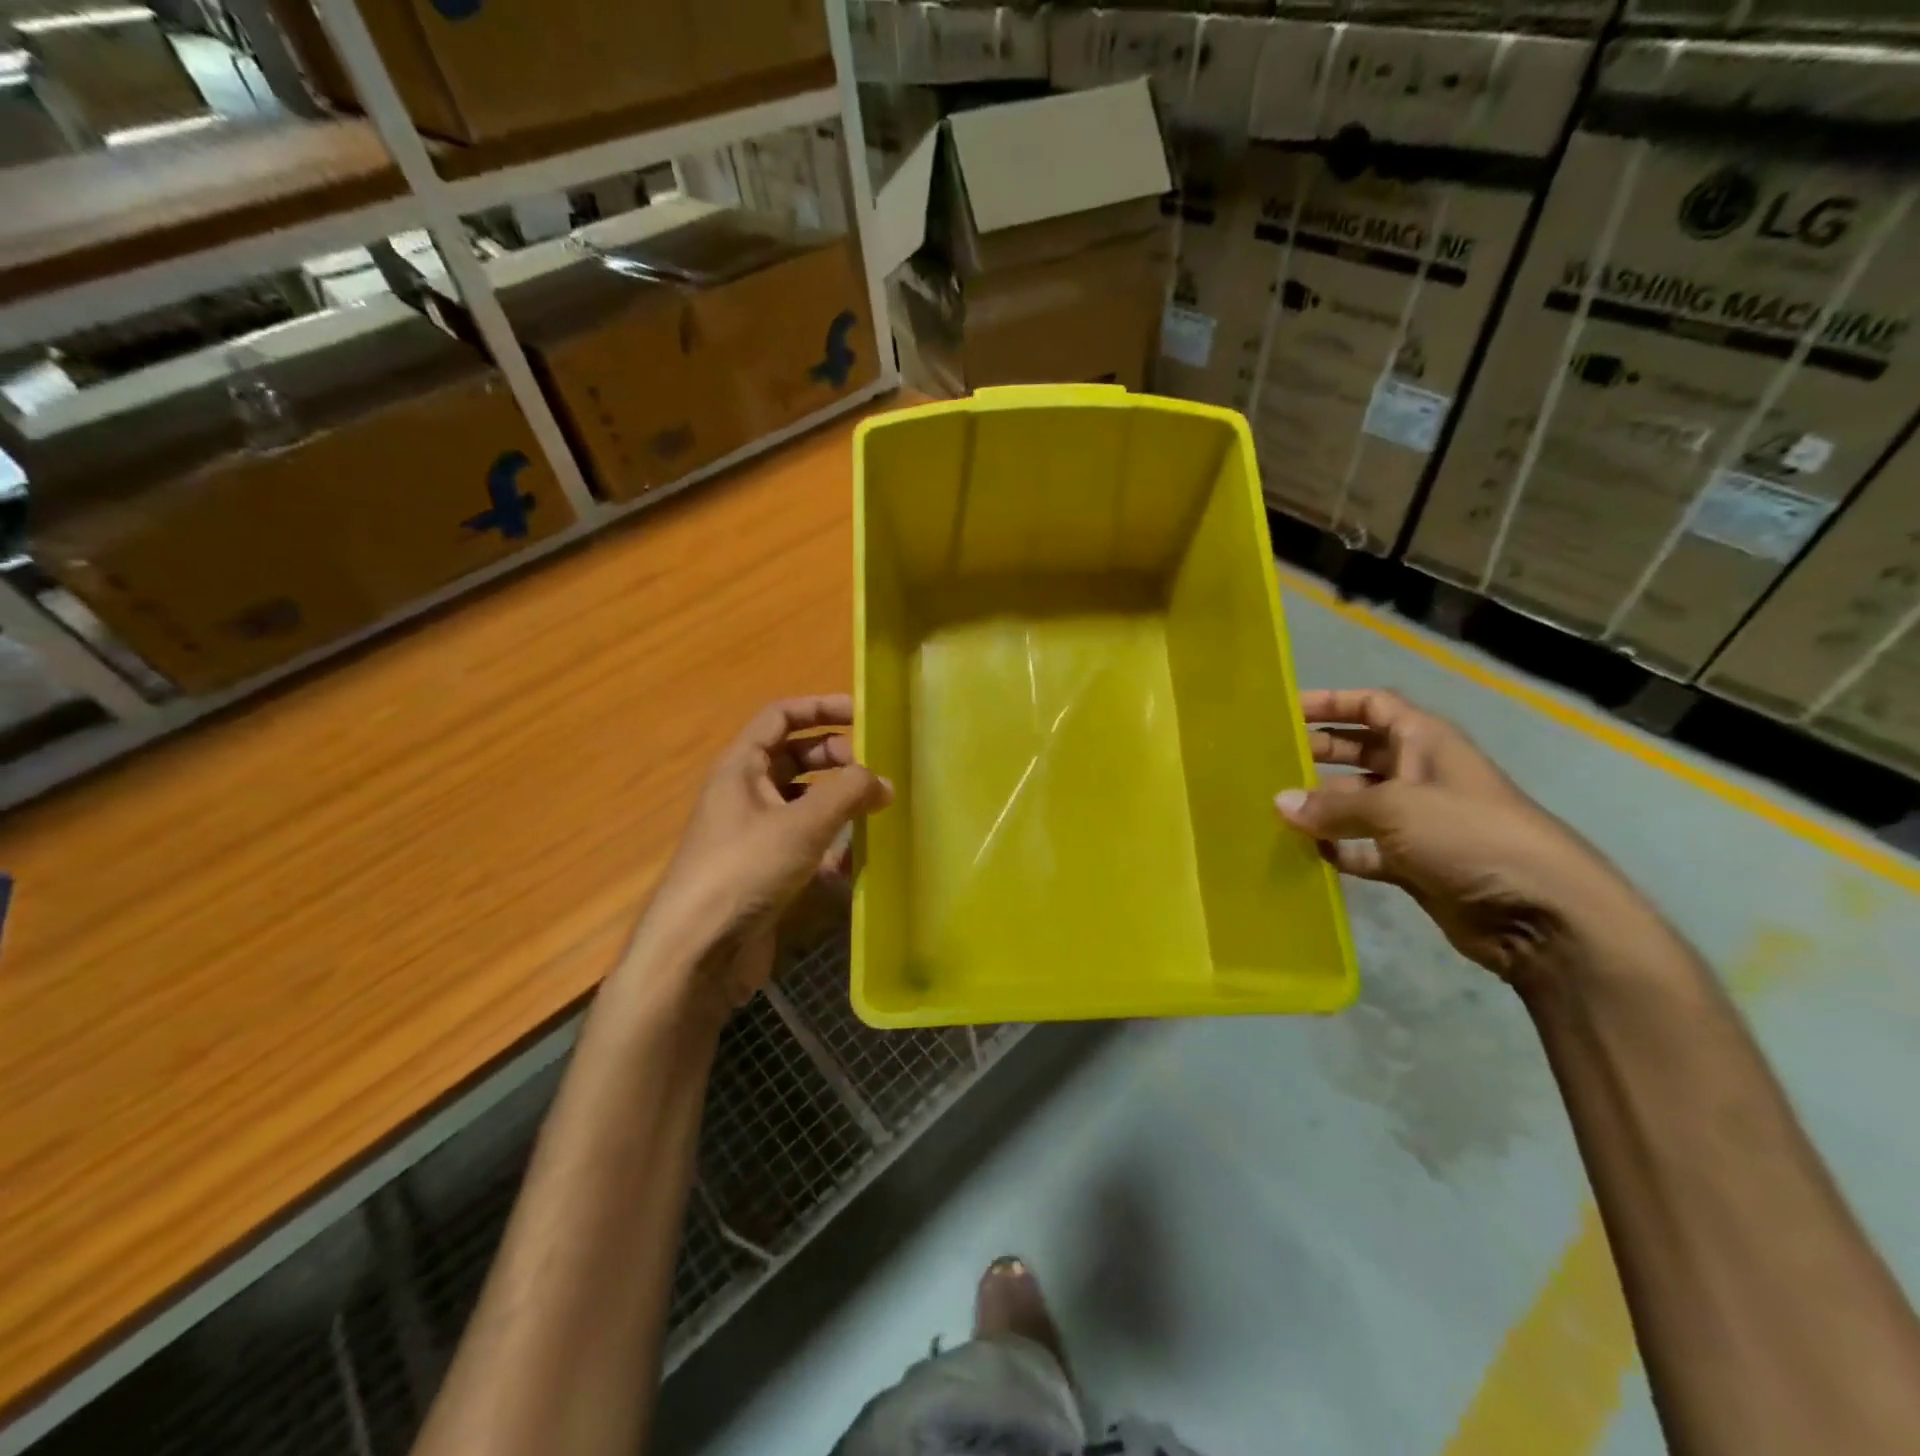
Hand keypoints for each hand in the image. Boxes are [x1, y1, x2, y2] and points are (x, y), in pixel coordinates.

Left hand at [636, 695, 891, 1016]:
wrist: (696, 954)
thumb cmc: (744, 871)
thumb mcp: (801, 824)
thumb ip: (848, 793)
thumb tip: (882, 782)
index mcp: (741, 768)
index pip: (781, 717)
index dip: (820, 708)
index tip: (863, 714)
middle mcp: (745, 794)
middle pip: (796, 758)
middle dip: (836, 758)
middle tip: (875, 772)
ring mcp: (754, 834)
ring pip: (803, 802)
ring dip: (837, 801)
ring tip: (875, 810)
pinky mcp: (765, 871)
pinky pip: (804, 843)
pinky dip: (830, 844)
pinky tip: (855, 860)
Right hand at [1276, 689, 1642, 987]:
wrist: (1540, 913)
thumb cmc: (1469, 836)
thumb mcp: (1396, 809)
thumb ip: (1333, 806)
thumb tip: (1279, 804)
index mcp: (1426, 743)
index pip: (1374, 706)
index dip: (1333, 702)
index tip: (1287, 711)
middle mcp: (1420, 775)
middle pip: (1360, 752)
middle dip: (1319, 753)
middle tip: (1270, 761)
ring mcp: (1418, 822)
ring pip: (1358, 803)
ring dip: (1322, 806)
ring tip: (1274, 810)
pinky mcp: (1415, 864)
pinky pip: (1364, 849)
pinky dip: (1338, 849)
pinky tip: (1306, 853)